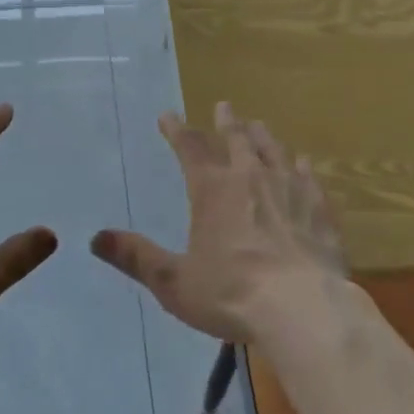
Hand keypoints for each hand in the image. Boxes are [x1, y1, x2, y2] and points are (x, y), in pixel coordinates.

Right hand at [91, 102, 345, 343]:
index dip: (177, 130)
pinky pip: (308, 176)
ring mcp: (288, 187)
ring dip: (262, 135)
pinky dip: (301, 166)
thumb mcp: (174, 282)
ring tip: (258, 125)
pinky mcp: (317, 206)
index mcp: (212, 189)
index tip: (167, 115)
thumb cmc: (231, 294)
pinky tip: (303, 162)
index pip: (190, 148)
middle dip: (226, 121)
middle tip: (224, 106)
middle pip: (236, 139)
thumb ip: (137, 257)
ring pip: (273, 150)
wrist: (302, 307)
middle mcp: (250, 176)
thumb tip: (95, 238)